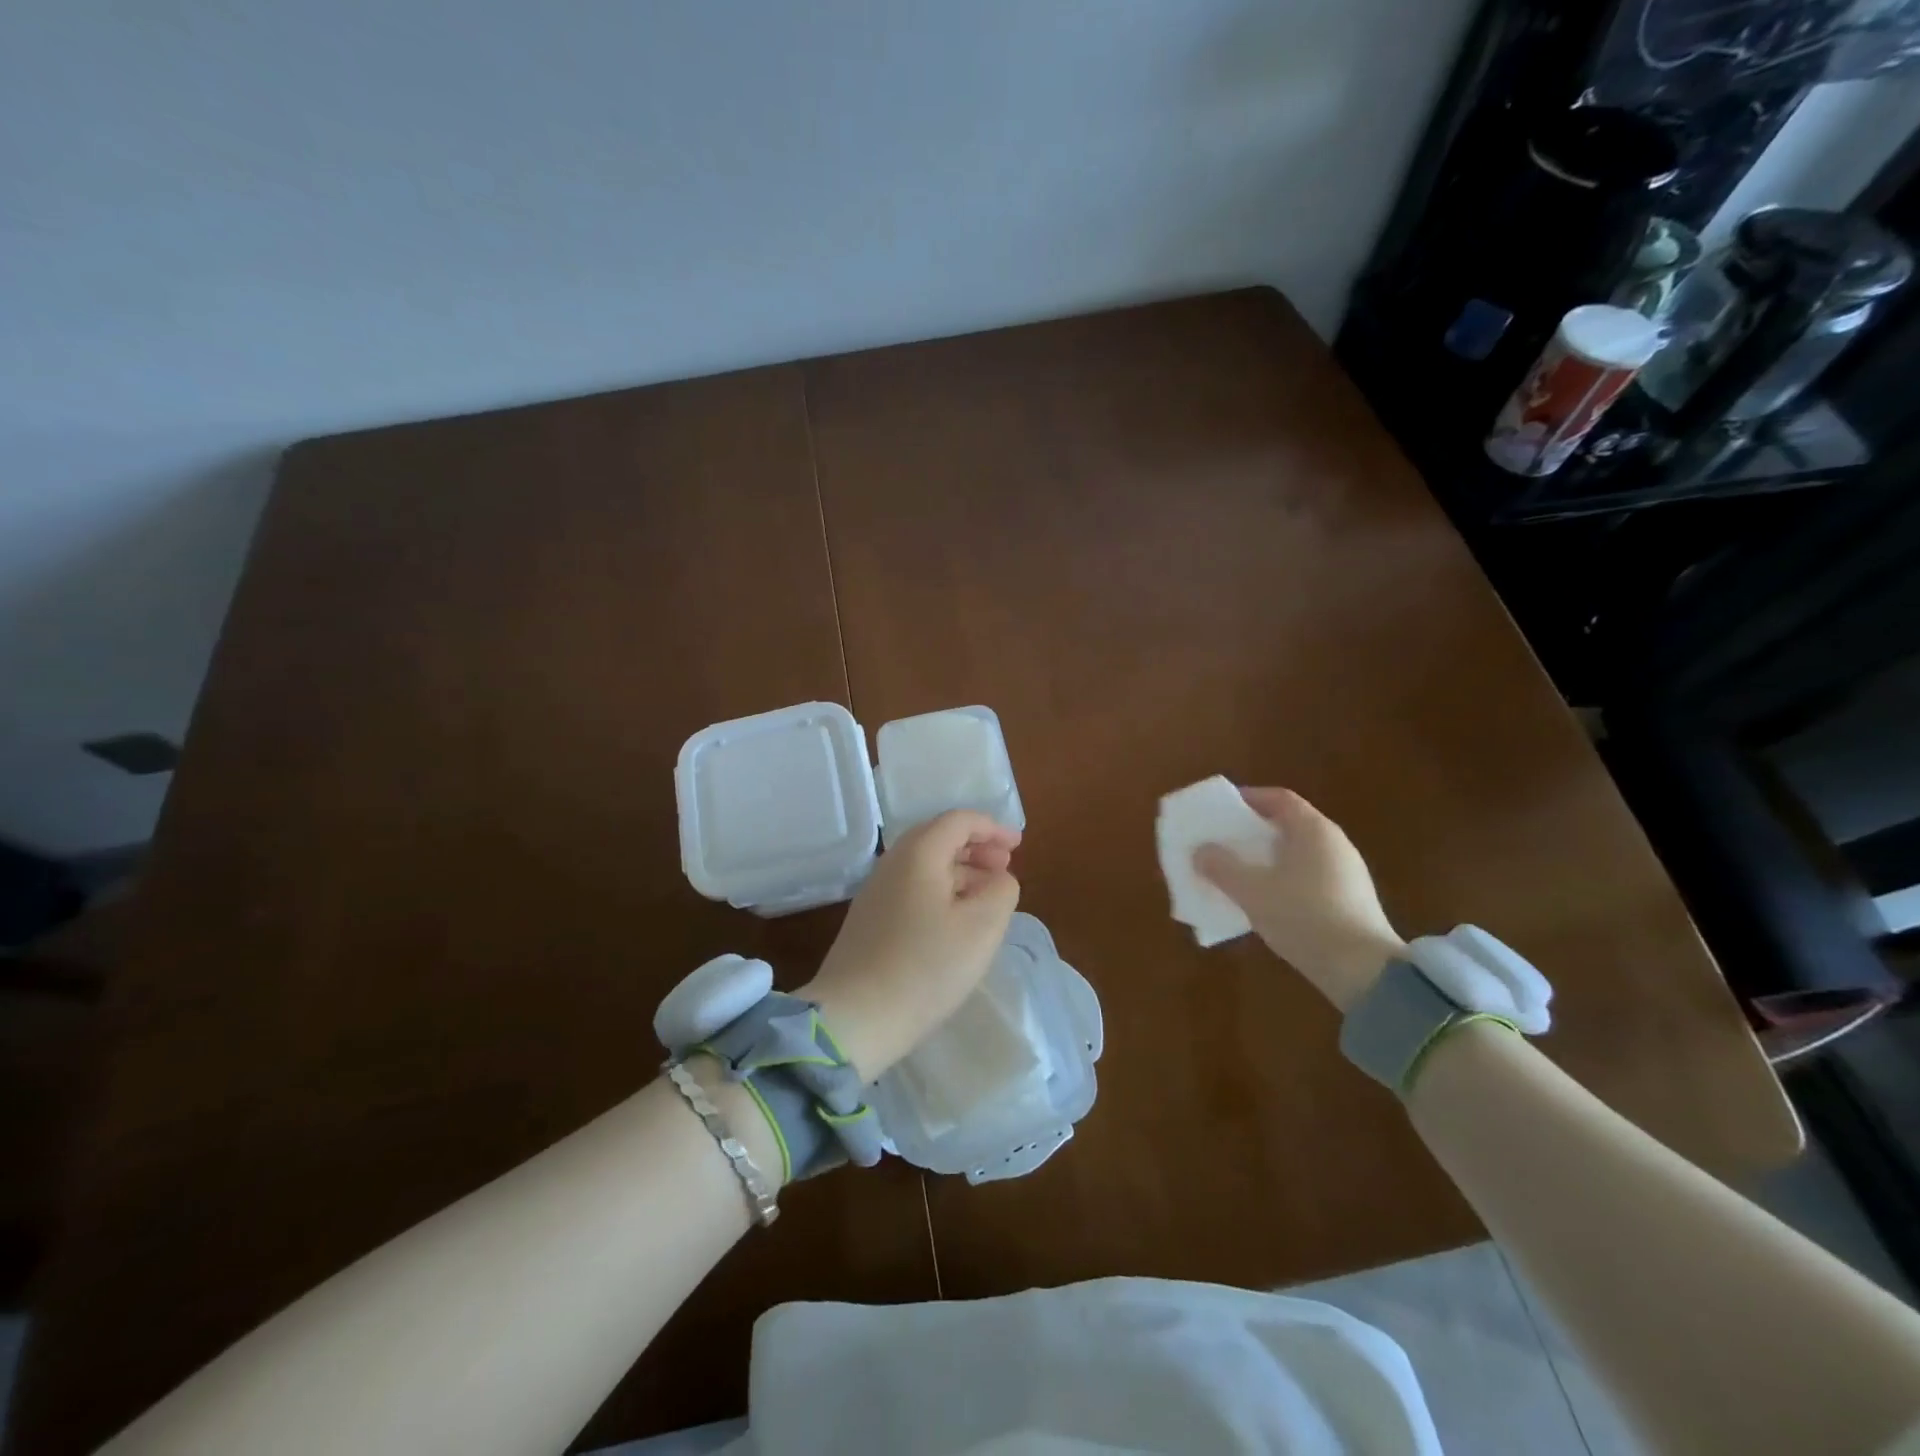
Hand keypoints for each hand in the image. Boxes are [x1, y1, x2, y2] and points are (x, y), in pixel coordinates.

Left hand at [801, 810, 1020, 1078]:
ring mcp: (877, 891)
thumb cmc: (926, 967)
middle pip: (939, 837)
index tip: (1019, 846)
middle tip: (1005, 867)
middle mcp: (892, 863)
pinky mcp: (870, 919)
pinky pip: (913, 888)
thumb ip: (1001, 890)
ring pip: (926, 865)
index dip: (993, 828)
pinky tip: (956, 919)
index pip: (959, 820)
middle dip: (976, 847)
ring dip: (961, 870)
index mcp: (919, 853)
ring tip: (988, 895)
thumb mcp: (982, 927)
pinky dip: (942, 890)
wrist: (856, 1017)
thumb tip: (998, 877)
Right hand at [1193, 787, 1403, 1010]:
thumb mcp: (1252, 891)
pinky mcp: (1350, 900)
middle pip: (1288, 825)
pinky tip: (1265, 901)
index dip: (1247, 799)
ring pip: (1297, 853)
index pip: (1278, 798)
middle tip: (1222, 842)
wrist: (1364, 971)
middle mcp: (1334, 843)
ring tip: (1237, 873)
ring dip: (1266, 859)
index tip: (1221, 811)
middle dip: (1252, 832)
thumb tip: (1201, 851)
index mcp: (1313, 830)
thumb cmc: (1304, 917)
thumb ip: (1222, 867)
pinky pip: (1308, 877)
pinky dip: (1283, 879)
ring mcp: (1346, 872)